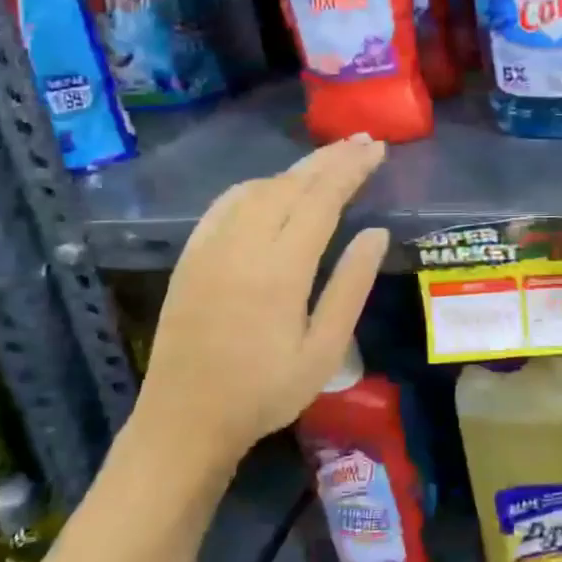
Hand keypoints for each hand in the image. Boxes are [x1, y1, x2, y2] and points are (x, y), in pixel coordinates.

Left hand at [134, 135, 389, 467]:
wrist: (184, 420)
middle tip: (363, 141)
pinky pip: (227, 204)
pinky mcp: (192, 256)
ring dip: (297, 170)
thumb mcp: (323, 350)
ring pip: (258, 188)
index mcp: (280, 269)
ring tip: (329, 163)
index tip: (378, 149)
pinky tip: (273, 187)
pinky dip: (259, 185)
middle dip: (330, 159)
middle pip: (290, 183)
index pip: (322, 199)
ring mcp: (210, 247)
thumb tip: (376, 233)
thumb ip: (351, 287)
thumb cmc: (264, 392)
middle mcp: (242, 245)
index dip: (351, 169)